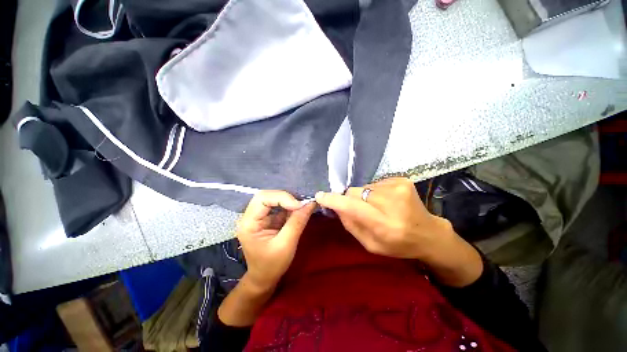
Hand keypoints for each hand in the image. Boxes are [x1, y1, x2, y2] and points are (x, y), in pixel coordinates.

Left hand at [237, 191, 316, 290]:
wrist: (264, 278)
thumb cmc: (272, 265)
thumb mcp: (286, 245)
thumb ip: (297, 222)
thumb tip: (311, 203)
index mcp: (248, 223)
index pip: (262, 199)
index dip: (282, 198)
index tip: (299, 206)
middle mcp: (251, 216)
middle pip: (267, 196)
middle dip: (286, 197)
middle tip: (302, 204)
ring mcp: (259, 216)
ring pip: (274, 198)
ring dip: (289, 201)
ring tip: (303, 206)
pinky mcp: (267, 218)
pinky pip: (279, 206)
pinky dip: (290, 206)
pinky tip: (299, 210)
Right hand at [315, 178, 482, 286]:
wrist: (428, 233)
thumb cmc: (398, 244)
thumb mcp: (370, 244)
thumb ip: (350, 224)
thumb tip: (336, 206)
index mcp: (385, 225)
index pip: (353, 207)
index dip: (334, 200)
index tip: (320, 196)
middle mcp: (392, 203)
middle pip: (355, 192)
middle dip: (351, 199)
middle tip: (360, 209)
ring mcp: (398, 187)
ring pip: (364, 187)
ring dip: (364, 196)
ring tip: (378, 207)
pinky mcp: (402, 180)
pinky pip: (375, 184)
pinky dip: (375, 192)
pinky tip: (386, 201)